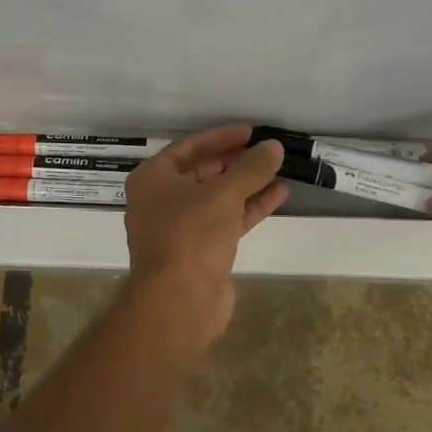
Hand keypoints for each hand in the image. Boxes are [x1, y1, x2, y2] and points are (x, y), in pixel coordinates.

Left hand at [123, 125, 288, 346]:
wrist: (179, 301)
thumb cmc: (191, 234)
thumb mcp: (224, 193)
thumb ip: (251, 168)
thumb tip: (274, 146)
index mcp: (152, 179)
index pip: (189, 147)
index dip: (221, 137)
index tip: (251, 131)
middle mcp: (161, 200)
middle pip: (203, 172)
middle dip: (236, 161)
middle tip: (266, 150)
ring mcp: (181, 228)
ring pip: (217, 198)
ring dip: (247, 184)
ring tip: (279, 169)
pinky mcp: (201, 251)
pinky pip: (227, 221)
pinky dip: (250, 208)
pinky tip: (279, 195)